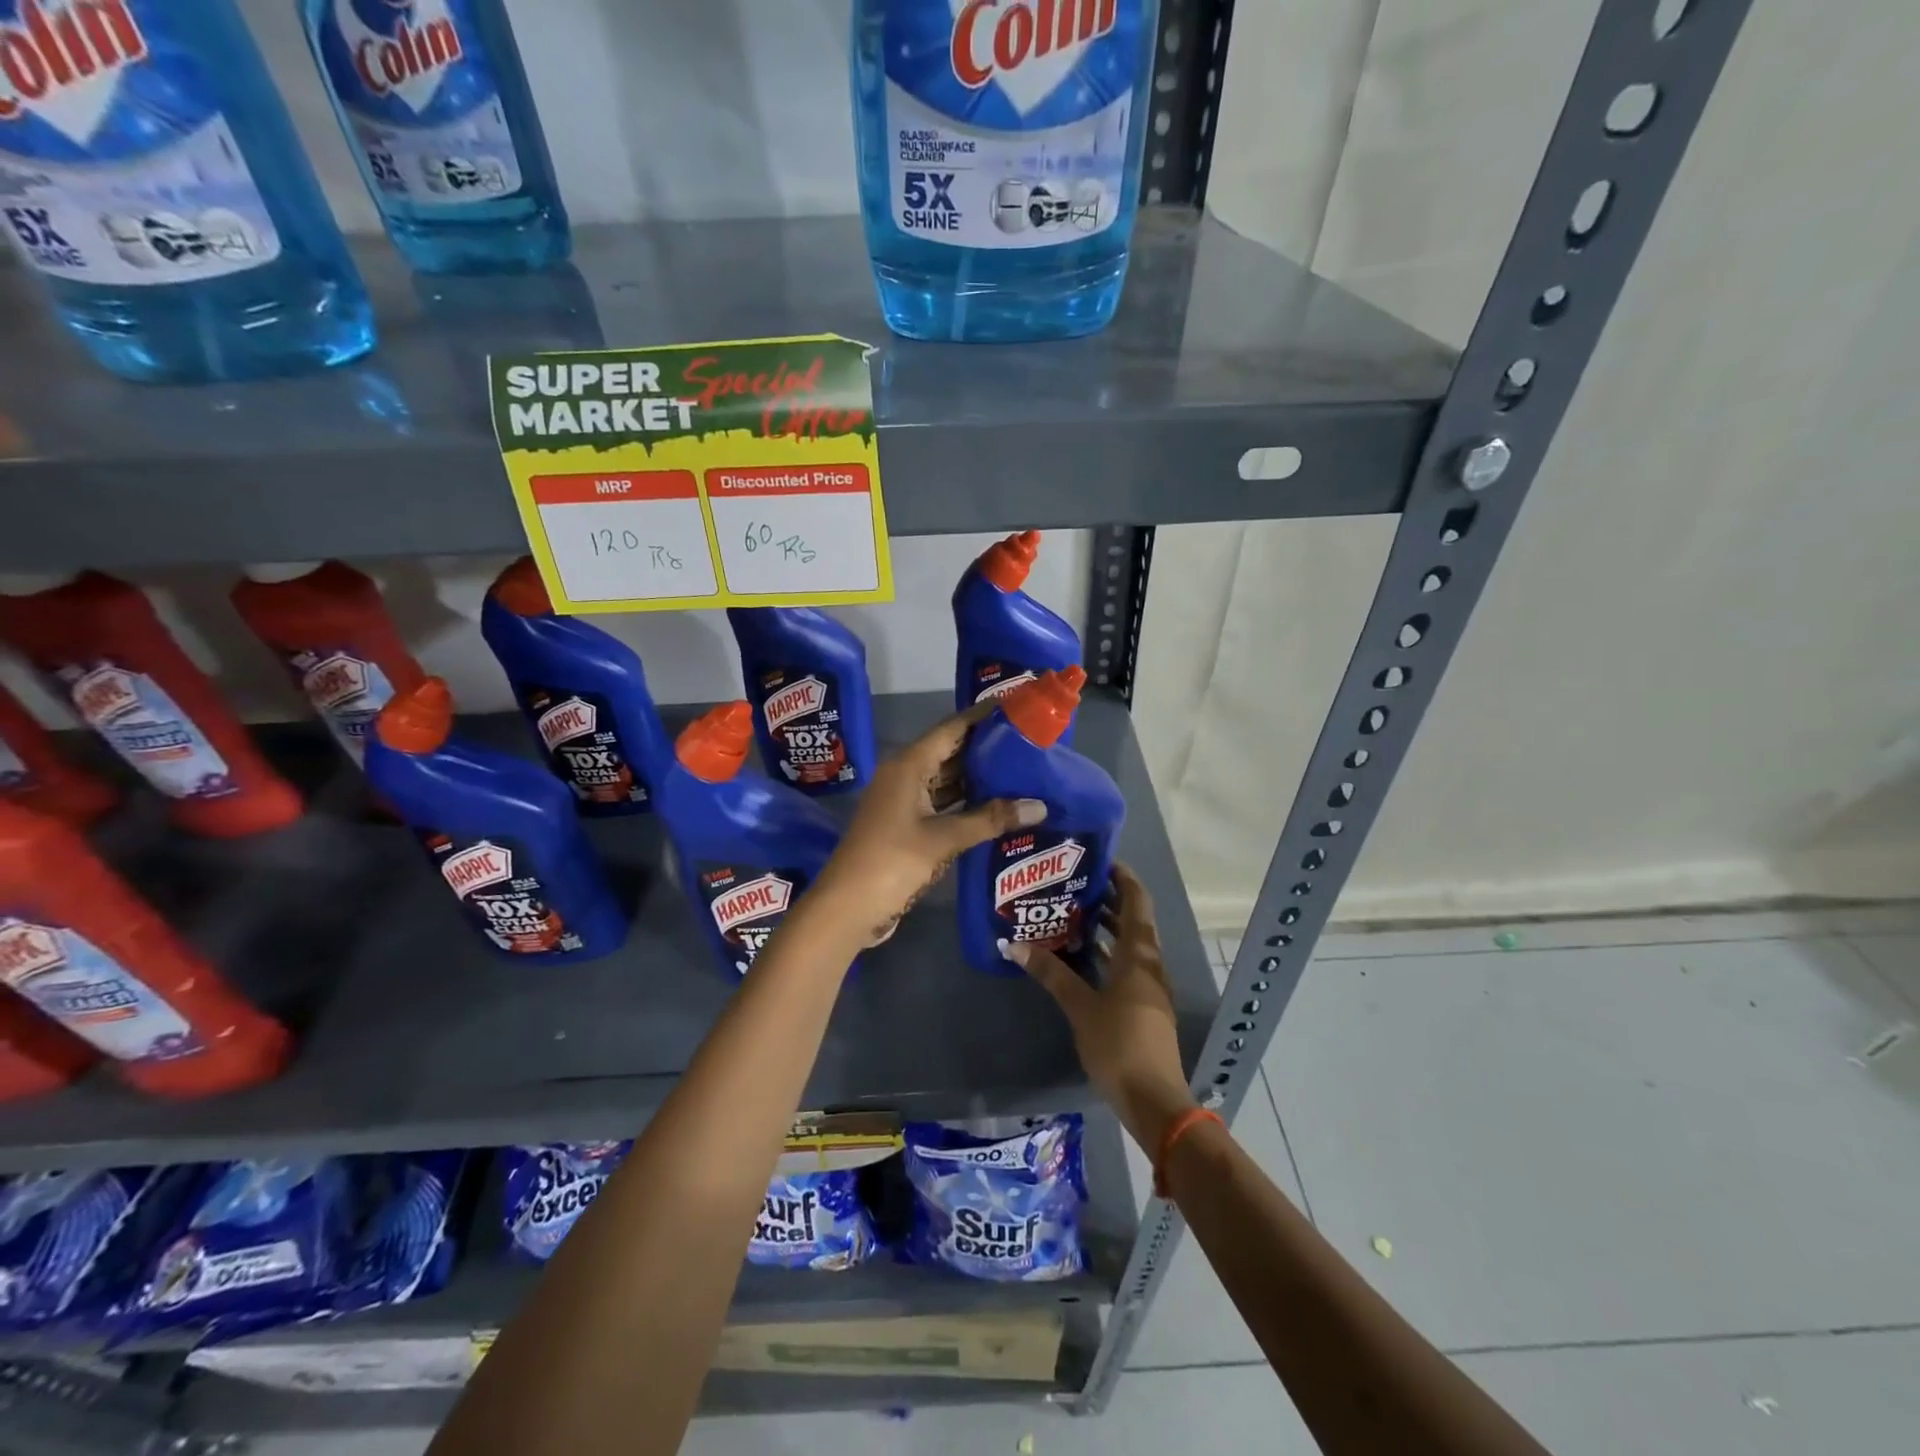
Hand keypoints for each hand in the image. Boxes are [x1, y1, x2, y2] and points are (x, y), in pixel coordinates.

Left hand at [811, 705, 1045, 947]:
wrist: (846, 908)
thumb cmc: (892, 862)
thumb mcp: (944, 839)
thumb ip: (991, 820)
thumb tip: (1040, 806)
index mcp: (908, 765)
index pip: (952, 728)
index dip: (982, 716)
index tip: (1016, 706)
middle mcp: (904, 775)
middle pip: (950, 751)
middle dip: (986, 747)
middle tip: (1029, 742)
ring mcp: (903, 801)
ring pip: (946, 779)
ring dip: (978, 778)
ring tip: (1021, 771)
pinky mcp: (905, 825)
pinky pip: (941, 803)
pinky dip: (966, 803)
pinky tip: (996, 806)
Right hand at [1004, 863, 1195, 1150]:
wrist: (1153, 1099)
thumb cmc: (1119, 1045)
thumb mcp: (1080, 1007)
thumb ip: (1050, 973)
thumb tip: (1013, 944)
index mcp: (1138, 955)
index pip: (1136, 901)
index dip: (1122, 877)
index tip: (1097, 859)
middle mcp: (1148, 963)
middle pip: (1133, 919)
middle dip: (1107, 899)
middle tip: (1072, 883)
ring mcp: (1148, 986)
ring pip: (1128, 943)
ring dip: (1106, 926)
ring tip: (1070, 912)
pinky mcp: (1143, 1005)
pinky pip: (1125, 965)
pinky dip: (1106, 952)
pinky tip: (1080, 955)